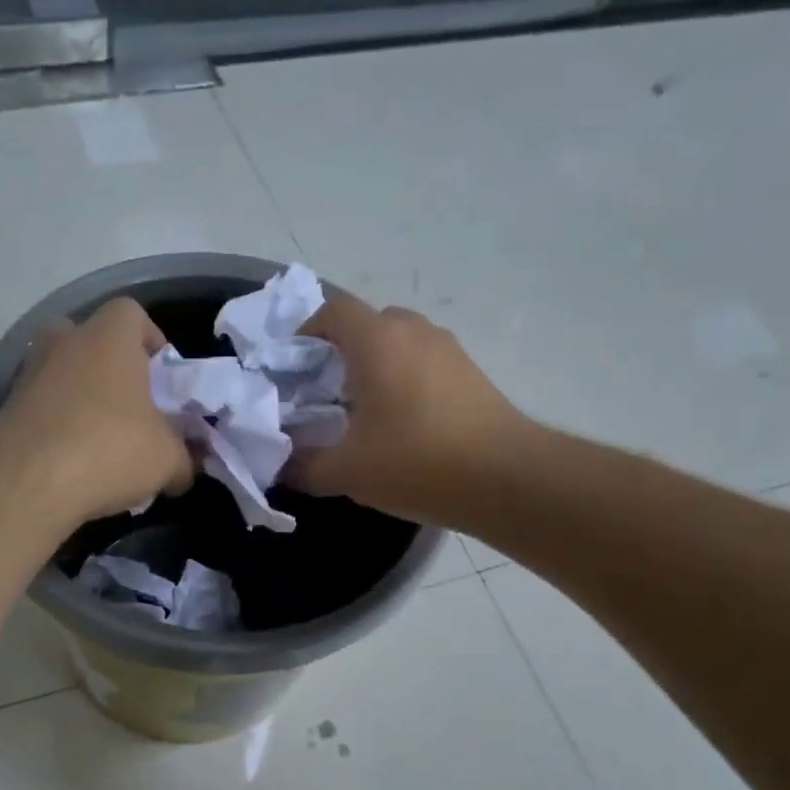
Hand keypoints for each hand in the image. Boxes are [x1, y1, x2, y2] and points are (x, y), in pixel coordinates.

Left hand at [0, 297, 193, 522]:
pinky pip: (42, 409)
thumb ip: (183, 458)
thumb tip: (185, 470)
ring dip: (82, 399)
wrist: (26, 483)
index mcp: (108, 338)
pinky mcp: (6, 411)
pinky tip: (75, 464)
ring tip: (103, 442)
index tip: (162, 376)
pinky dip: (59, 427)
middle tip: (131, 405)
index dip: (151, 339)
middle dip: (111, 367)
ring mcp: (28, 375)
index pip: (131, 313)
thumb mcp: (167, 460)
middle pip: (90, 340)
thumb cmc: (110, 449)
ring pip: (62, 375)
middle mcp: (63, 344)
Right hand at [286, 290, 522, 526]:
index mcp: (377, 341)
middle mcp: (414, 332)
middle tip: (327, 392)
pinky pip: (426, 362)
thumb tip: (282, 467)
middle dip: (342, 351)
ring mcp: (449, 350)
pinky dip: (406, 379)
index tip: (295, 369)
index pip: (333, 310)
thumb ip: (304, 466)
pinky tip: (404, 423)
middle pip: (368, 323)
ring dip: (377, 365)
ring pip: (401, 343)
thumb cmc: (417, 462)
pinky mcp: (473, 373)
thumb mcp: (346, 472)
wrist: (508, 478)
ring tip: (365, 410)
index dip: (307, 331)